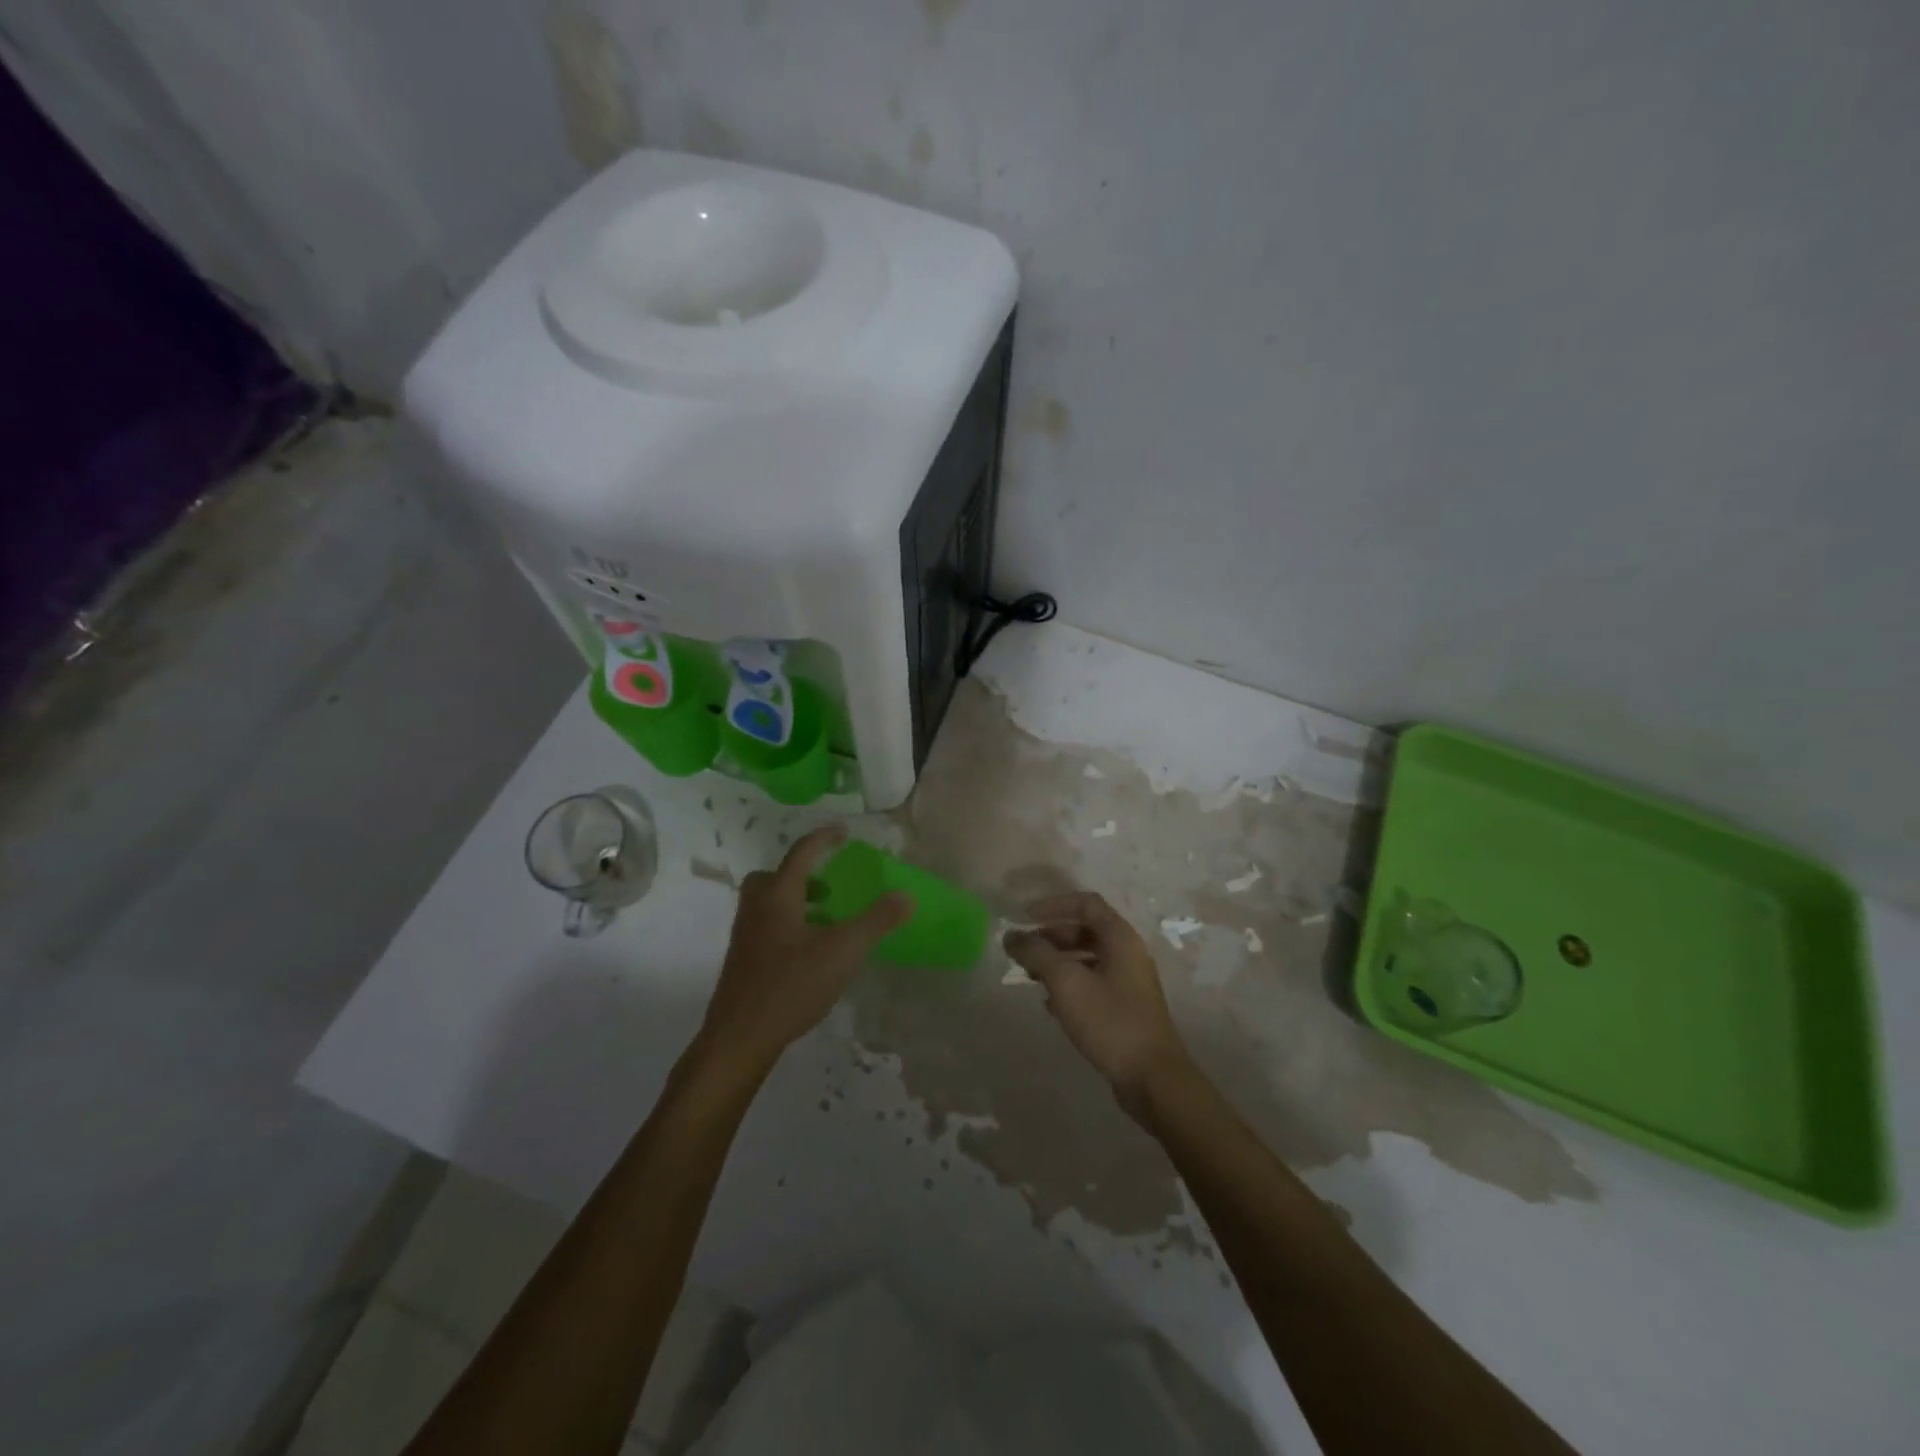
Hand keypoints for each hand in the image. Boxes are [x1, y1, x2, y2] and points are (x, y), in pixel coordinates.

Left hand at [697, 827, 912, 1074]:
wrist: (739, 1037)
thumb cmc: (791, 985)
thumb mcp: (844, 951)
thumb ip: (876, 921)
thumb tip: (906, 895)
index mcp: (778, 895)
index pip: (802, 852)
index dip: (824, 838)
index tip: (843, 832)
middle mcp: (756, 907)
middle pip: (775, 876)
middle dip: (803, 874)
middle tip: (829, 886)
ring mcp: (745, 935)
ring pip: (769, 902)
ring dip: (797, 901)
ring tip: (826, 920)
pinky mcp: (743, 960)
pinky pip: (766, 926)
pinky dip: (789, 924)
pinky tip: (810, 952)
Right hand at [1005, 891, 1194, 1111]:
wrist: (1153, 1079)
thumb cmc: (1110, 1021)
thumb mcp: (1066, 982)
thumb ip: (1036, 954)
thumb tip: (1011, 936)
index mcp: (1120, 938)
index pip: (1086, 903)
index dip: (1054, 904)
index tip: (1024, 917)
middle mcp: (1128, 953)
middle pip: (1086, 930)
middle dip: (1052, 935)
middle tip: (1023, 950)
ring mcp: (1130, 982)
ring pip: (1088, 958)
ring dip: (1058, 961)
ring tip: (1031, 976)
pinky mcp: (1126, 1008)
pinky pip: (1093, 983)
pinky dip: (1070, 984)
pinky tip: (1049, 1003)